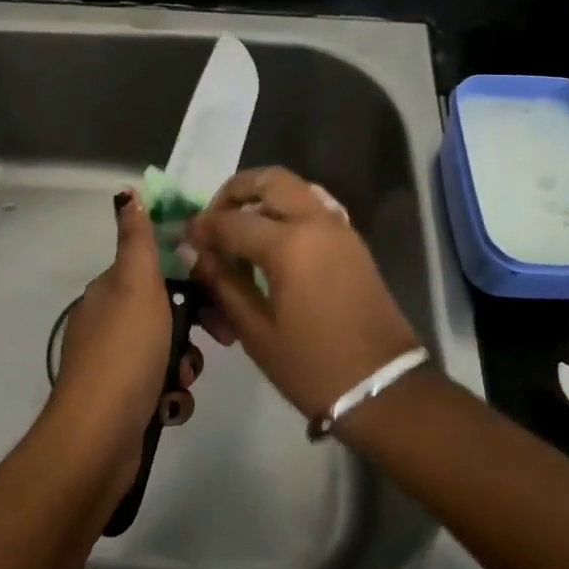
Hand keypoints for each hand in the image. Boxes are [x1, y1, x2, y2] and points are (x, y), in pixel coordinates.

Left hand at [47, 190, 203, 500]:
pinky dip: (172, 395)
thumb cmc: (125, 352)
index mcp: (111, 290)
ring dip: (185, 364)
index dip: (192, 275)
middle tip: (222, 339)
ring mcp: (117, 363)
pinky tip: (169, 407)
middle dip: (196, 326)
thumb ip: (137, 240)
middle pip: (169, 310)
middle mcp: (111, 322)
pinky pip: (163, 387)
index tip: (221, 289)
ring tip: (182, 380)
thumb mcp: (136, 285)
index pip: (158, 268)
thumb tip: (127, 193)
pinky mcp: (126, 400)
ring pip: (171, 350)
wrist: (98, 439)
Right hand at [186, 168, 420, 421]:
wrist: (384, 388)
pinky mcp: (352, 241)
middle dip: (235, 191)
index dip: (202, 227)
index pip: (231, 221)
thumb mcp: (257, 330)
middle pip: (269, 180)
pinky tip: (273, 243)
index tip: (184, 237)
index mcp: (289, 244)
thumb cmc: (313, 366)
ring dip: (264, 197)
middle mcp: (315, 222)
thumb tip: (195, 253)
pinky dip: (288, 210)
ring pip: (295, 188)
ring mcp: (339, 228)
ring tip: (242, 229)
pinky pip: (314, 206)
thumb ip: (223, 283)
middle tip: (216, 219)